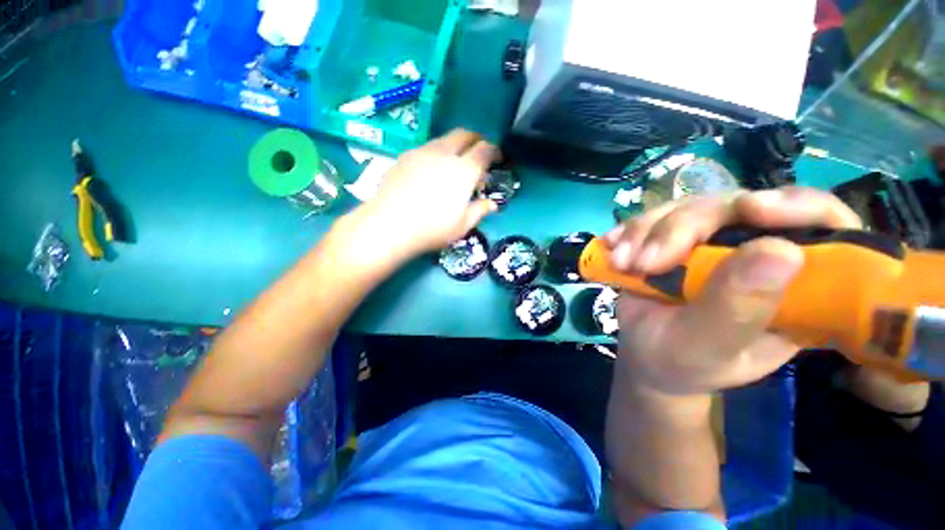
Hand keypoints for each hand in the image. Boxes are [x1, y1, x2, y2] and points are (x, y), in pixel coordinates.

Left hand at [360, 129, 499, 255]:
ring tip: (453, 165)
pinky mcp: (404, 157)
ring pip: (444, 139)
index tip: (498, 158)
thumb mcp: (462, 225)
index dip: (495, 151)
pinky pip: (426, 148)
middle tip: (478, 154)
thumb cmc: (432, 228)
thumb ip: (480, 211)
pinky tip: (430, 171)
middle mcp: (444, 154)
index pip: (485, 150)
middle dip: (476, 140)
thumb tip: (491, 204)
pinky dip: (436, 154)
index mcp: (464, 170)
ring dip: (455, 146)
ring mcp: (422, 152)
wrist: (389, 225)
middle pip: (464, 134)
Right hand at [605, 187, 861, 395]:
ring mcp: (714, 240)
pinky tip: (613, 248)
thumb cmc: (682, 362)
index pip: (823, 224)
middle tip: (643, 263)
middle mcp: (759, 251)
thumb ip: (739, 309)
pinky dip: (630, 231)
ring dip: (645, 232)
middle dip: (682, 229)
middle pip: (736, 207)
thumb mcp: (710, 347)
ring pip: (688, 207)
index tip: (750, 210)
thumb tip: (779, 251)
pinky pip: (654, 217)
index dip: (797, 205)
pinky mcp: (676, 238)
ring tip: (621, 263)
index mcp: (796, 284)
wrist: (644, 354)